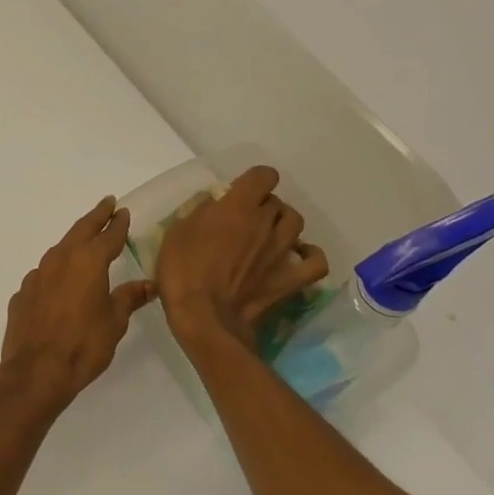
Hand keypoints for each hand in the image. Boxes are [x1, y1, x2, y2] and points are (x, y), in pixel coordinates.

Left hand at [0, 197, 154, 412]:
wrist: (36, 371)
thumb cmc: (84, 345)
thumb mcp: (115, 322)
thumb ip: (129, 298)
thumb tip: (149, 284)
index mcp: (88, 261)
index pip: (108, 235)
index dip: (118, 223)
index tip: (122, 211)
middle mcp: (60, 259)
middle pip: (80, 230)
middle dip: (95, 217)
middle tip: (106, 205)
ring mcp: (37, 274)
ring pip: (59, 249)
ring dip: (73, 242)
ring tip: (84, 241)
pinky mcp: (23, 292)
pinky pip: (43, 274)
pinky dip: (55, 271)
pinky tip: (59, 283)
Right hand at [155, 166, 328, 342]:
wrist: (205, 319)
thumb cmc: (183, 272)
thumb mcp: (177, 232)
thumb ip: (200, 212)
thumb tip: (215, 204)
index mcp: (238, 206)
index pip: (263, 175)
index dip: (254, 180)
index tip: (238, 193)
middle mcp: (266, 223)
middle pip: (276, 201)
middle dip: (262, 206)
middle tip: (243, 221)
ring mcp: (283, 252)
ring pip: (296, 223)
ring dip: (283, 224)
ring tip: (268, 235)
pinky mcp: (291, 279)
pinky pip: (316, 261)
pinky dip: (309, 254)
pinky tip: (297, 255)